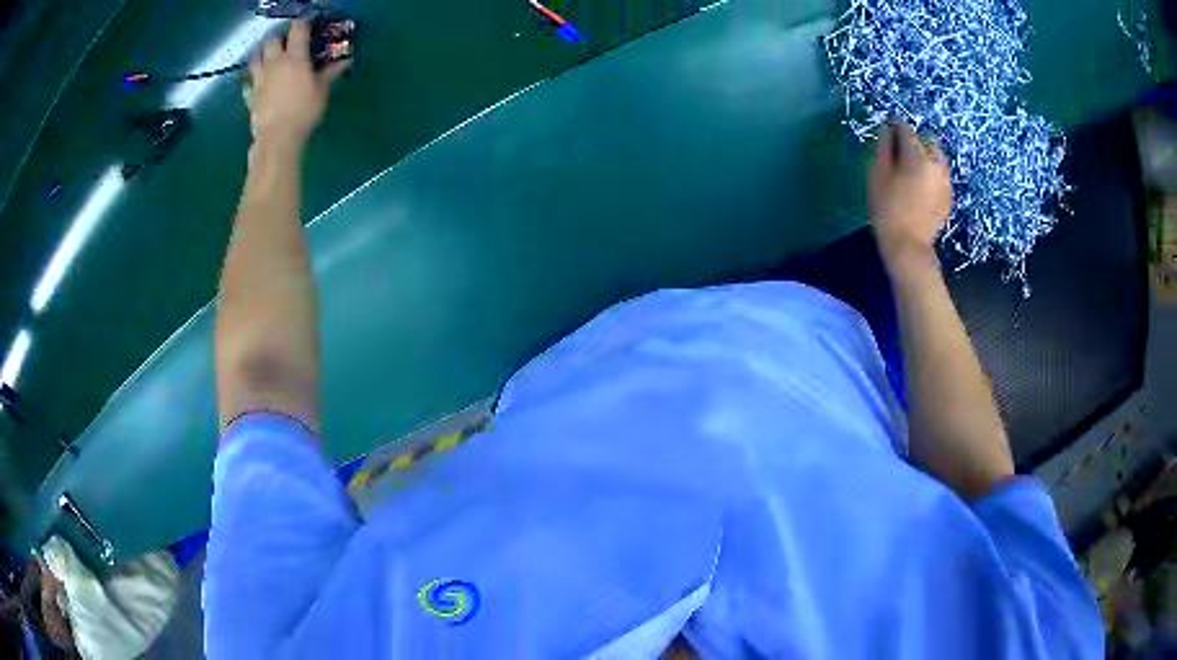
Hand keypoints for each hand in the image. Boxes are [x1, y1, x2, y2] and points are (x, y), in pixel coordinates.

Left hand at [245, 19, 348, 148]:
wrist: (277, 138)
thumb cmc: (303, 111)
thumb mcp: (322, 92)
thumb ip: (330, 73)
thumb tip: (344, 61)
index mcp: (295, 57)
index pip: (298, 29)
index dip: (304, 21)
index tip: (309, 21)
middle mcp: (275, 63)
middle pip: (272, 39)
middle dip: (279, 36)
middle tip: (286, 40)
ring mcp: (259, 79)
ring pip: (255, 57)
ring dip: (261, 53)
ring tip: (268, 55)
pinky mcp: (250, 96)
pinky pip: (248, 82)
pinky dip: (252, 79)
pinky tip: (257, 81)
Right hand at [868, 121, 951, 267]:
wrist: (908, 246)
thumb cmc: (887, 209)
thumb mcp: (877, 174)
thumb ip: (882, 147)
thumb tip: (886, 129)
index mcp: (917, 155)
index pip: (905, 128)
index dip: (893, 127)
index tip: (886, 132)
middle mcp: (936, 163)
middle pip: (926, 140)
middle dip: (913, 142)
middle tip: (899, 154)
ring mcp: (945, 180)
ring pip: (937, 157)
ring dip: (926, 156)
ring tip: (913, 169)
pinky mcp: (949, 195)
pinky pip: (941, 175)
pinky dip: (932, 174)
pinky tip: (921, 186)